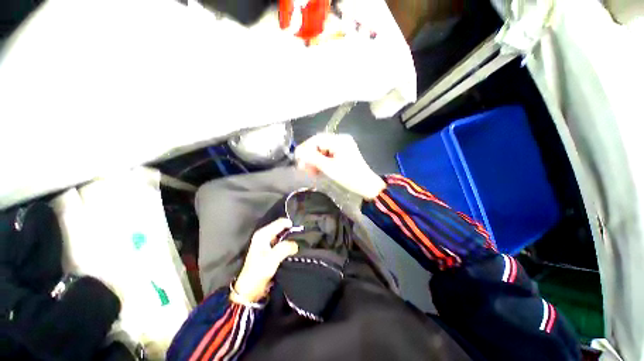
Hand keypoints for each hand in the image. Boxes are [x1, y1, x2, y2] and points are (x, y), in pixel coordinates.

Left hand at [232, 218, 298, 303]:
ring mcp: (267, 242)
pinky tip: (293, 250)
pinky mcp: (270, 250)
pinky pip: (282, 242)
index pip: (281, 222)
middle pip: (282, 228)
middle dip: (291, 232)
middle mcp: (264, 235)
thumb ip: (285, 248)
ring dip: (290, 239)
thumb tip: (296, 244)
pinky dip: (288, 245)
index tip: (301, 232)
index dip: (291, 225)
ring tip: (298, 244)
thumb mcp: (272, 258)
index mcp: (263, 234)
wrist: (250, 289)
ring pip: (283, 235)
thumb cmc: (258, 272)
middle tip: (301, 238)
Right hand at [295, 133, 385, 199]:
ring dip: (315, 160)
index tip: (297, 159)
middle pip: (319, 144)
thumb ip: (313, 158)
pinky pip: (328, 155)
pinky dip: (322, 162)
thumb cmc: (349, 177)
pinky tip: (318, 170)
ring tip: (310, 172)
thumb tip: (299, 152)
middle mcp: (341, 140)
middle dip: (310, 156)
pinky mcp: (343, 154)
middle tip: (303, 168)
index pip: (317, 139)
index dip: (305, 148)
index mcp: (339, 140)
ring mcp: (342, 147)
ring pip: (322, 151)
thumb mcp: (329, 168)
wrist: (366, 185)